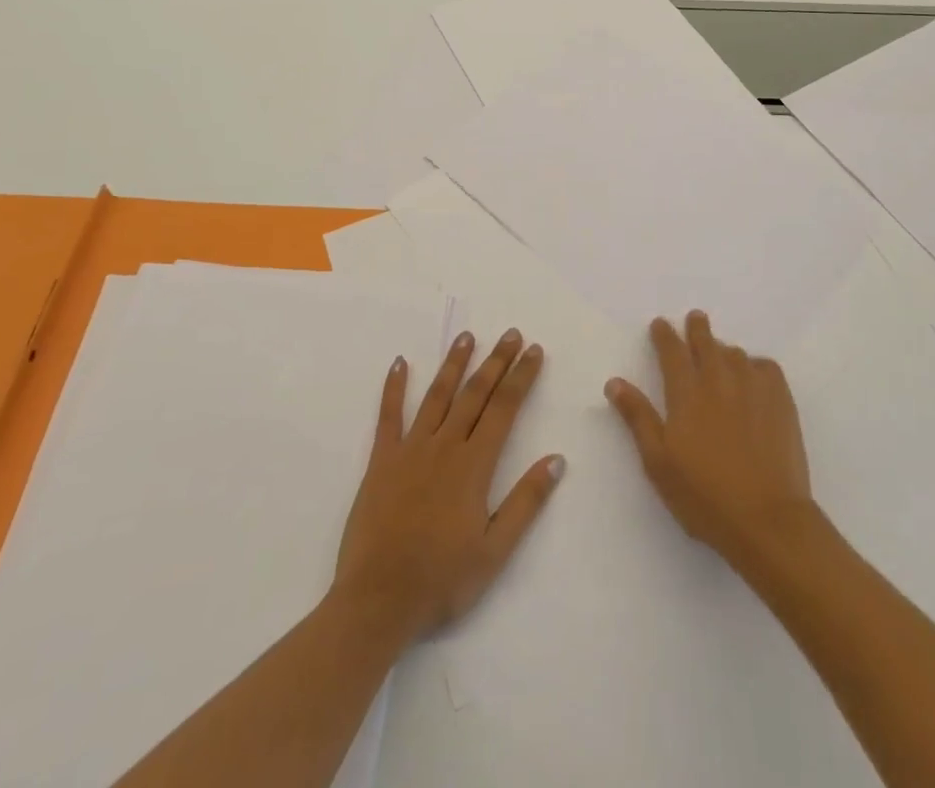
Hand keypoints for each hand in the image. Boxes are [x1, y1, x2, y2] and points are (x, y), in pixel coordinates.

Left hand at [333, 329, 563, 640]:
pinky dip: (394, 387)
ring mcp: (410, 449)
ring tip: (467, 336)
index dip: (521, 377)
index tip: (534, 351)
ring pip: (437, 396)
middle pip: (475, 394)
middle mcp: (445, 446)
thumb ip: (526, 502)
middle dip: (496, 361)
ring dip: (454, 364)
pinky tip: (399, 363)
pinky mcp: (381, 461)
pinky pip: (388, 416)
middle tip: (511, 334)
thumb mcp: (495, 551)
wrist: (378, 600)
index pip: (504, 409)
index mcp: (474, 465)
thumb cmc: (442, 580)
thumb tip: (556, 459)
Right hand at [605, 311, 814, 565]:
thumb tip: (614, 382)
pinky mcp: (781, 400)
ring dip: (723, 349)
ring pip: (735, 353)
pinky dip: (755, 365)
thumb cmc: (704, 496)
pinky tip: (753, 375)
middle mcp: (719, 379)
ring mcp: (753, 387)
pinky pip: (766, 367)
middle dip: (697, 328)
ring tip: (720, 354)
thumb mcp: (658, 462)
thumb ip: (638, 417)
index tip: (660, 324)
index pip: (672, 350)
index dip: (664, 334)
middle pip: (706, 341)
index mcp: (686, 392)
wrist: (767, 519)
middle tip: (695, 319)